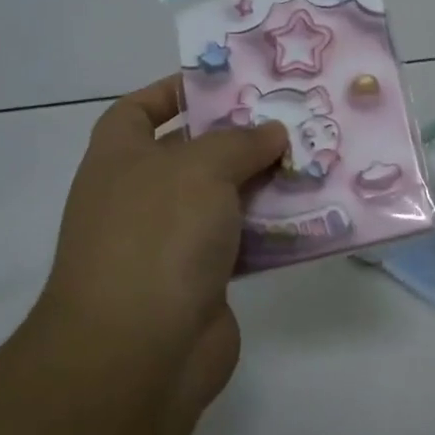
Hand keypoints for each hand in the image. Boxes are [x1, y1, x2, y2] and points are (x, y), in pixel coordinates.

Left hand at [33, 77, 287, 411]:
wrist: (138, 352)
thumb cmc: (157, 236)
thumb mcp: (200, 167)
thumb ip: (240, 141)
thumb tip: (271, 133)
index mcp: (119, 158)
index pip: (139, 109)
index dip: (175, 90)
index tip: (226, 82)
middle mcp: (140, 196)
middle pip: (193, 152)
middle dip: (240, 136)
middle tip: (293, 116)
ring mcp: (170, 241)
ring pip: (225, 199)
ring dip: (265, 183)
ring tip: (315, 157)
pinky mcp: (202, 280)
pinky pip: (243, 241)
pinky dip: (272, 228)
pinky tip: (315, 212)